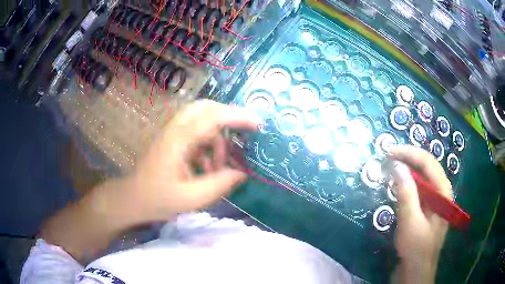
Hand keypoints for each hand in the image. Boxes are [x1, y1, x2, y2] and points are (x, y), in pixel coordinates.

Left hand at [129, 99, 260, 220]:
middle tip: (243, 136)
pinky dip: (209, 146)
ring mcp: (173, 132)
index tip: (259, 125)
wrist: (133, 198)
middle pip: (206, 107)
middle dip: (229, 118)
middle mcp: (175, 129)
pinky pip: (197, 133)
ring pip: (203, 120)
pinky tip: (208, 167)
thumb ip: (219, 185)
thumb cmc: (158, 199)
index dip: (238, 117)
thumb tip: (242, 173)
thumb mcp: (191, 199)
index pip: (212, 117)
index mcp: (178, 140)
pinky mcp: (173, 139)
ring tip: (220, 166)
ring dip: (218, 139)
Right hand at [389, 145, 452, 282]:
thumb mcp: (410, 222)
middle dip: (408, 158)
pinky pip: (418, 188)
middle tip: (387, 157)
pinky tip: (397, 184)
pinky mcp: (427, 207)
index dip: (409, 153)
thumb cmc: (416, 248)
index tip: (389, 152)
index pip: (428, 162)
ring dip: (407, 169)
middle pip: (426, 166)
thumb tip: (396, 165)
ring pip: (422, 176)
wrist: (417, 270)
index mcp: (443, 192)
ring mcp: (435, 199)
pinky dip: (407, 183)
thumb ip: (406, 193)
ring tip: (390, 167)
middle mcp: (441, 191)